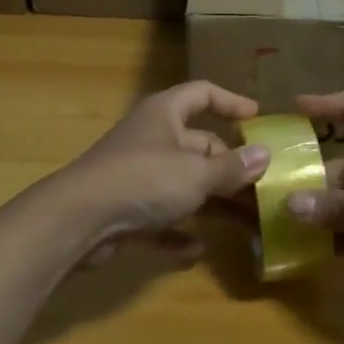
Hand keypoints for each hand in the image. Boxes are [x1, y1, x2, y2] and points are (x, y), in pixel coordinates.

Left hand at [55, 81, 270, 264]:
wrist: (78, 220)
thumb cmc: (143, 180)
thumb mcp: (196, 173)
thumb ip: (231, 167)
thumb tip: (264, 155)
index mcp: (164, 115)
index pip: (201, 94)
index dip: (230, 101)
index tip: (257, 117)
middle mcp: (151, 139)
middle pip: (198, 146)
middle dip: (230, 167)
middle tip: (264, 186)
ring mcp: (136, 176)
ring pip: (183, 185)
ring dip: (213, 203)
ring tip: (248, 223)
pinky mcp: (125, 211)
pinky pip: (161, 219)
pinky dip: (179, 232)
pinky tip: (198, 249)